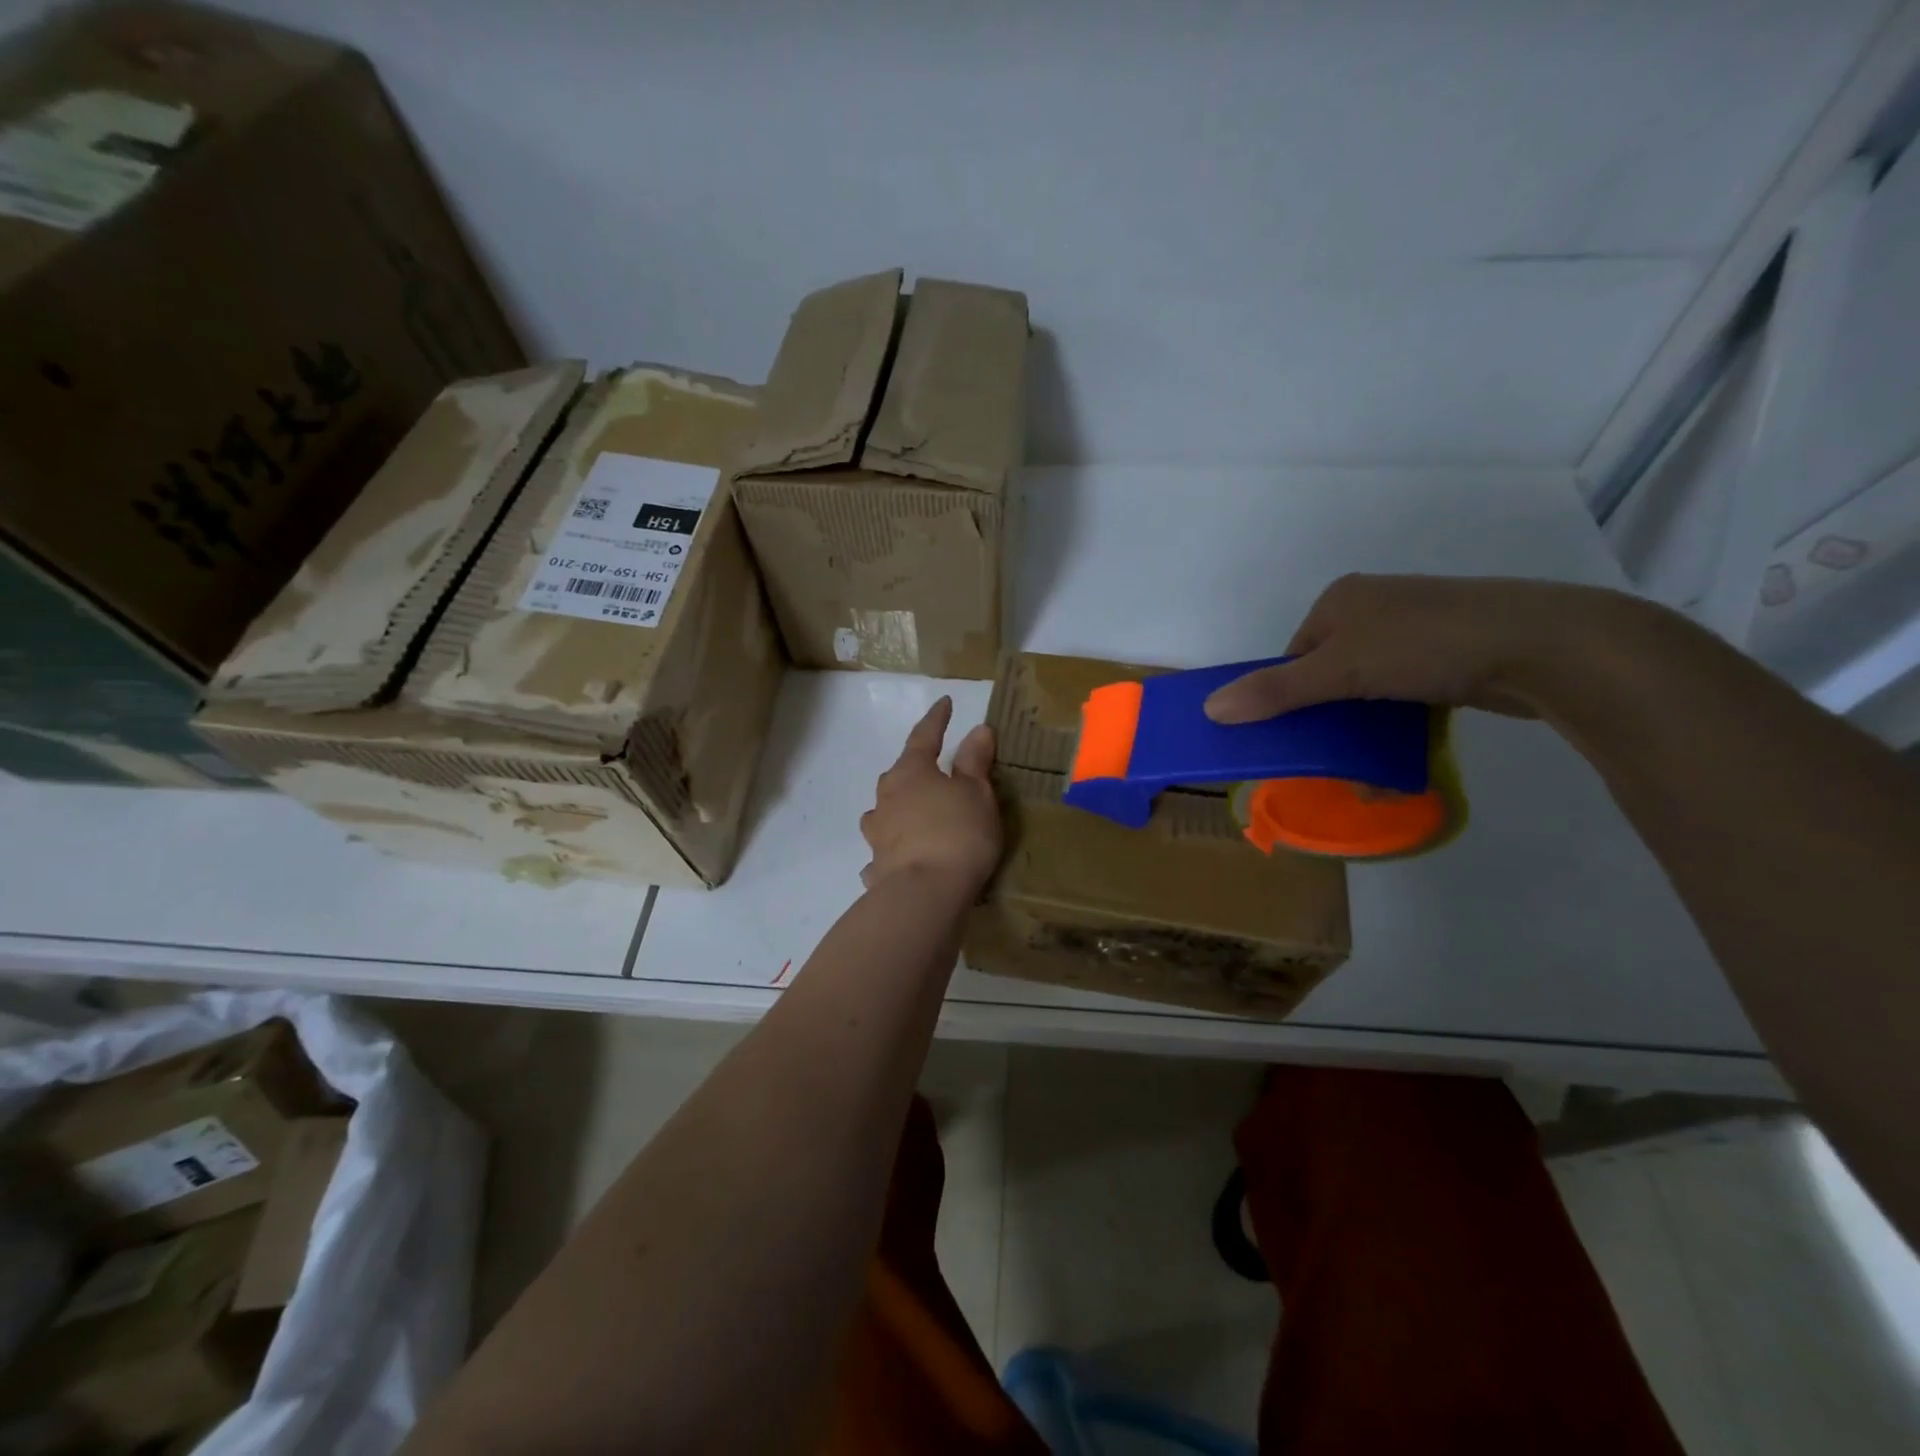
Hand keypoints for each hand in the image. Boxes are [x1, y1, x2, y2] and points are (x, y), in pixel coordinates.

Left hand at [859, 697, 1000, 893]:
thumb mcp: (976, 793)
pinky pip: (884, 852)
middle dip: (914, 768)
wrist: (925, 894)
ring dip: (896, 809)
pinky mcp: (877, 866)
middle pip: (898, 774)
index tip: (945, 703)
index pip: (924, 735)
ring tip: (910, 815)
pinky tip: (898, 860)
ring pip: (884, 812)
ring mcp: (877, 833)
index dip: (937, 719)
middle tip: (932, 769)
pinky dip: (892, 851)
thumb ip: (974, 761)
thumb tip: (977, 729)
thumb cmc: (957, 833)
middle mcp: (886, 797)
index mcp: (911, 772)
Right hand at [1204, 574, 1623, 722]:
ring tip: (1366, 766)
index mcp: (1341, 600)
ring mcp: (1416, 630)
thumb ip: (1276, 692)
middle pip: (1328, 673)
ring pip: (1367, 688)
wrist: (1542, 646)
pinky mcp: (1451, 655)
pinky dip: (1396, 724)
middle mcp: (1375, 609)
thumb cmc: (1425, 645)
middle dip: (1327, 719)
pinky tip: (1400, 752)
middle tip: (1329, 755)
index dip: (1287, 697)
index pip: (1294, 656)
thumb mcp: (1339, 670)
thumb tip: (1210, 710)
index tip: (1294, 736)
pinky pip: (1404, 694)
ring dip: (1362, 729)